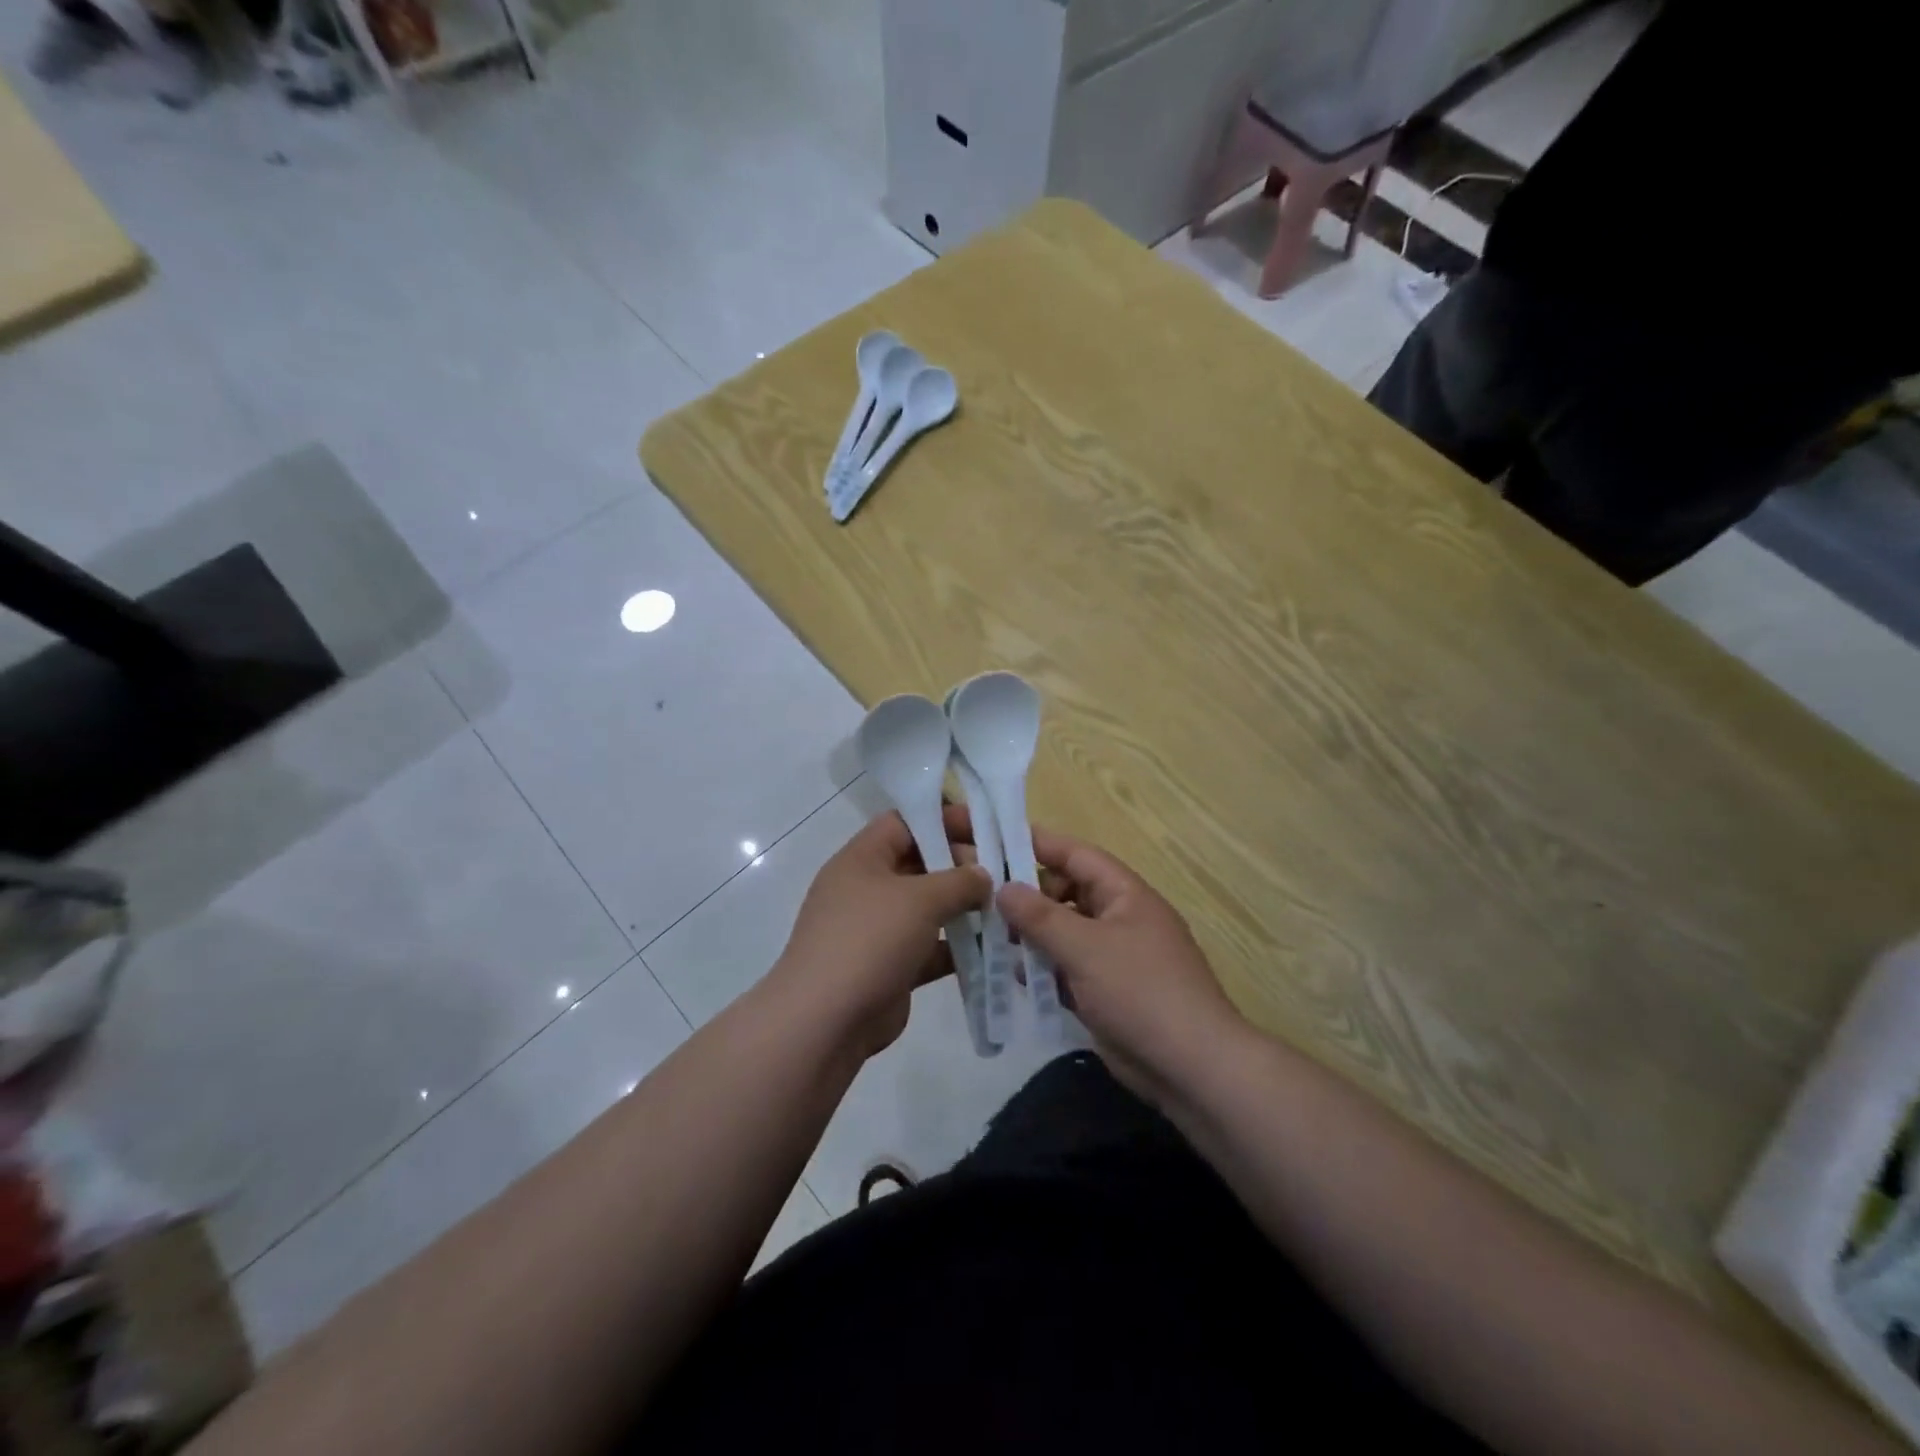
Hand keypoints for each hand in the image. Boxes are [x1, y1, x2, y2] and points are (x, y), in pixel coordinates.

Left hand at [770, 811, 990, 1060]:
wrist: (826, 1022)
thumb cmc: (869, 940)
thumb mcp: (919, 899)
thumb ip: (958, 881)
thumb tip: (982, 875)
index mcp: (862, 859)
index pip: (905, 822)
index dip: (944, 819)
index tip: (985, 827)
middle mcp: (867, 888)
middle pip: (920, 863)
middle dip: (961, 866)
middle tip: (1003, 873)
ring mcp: (878, 930)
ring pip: (928, 909)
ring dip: (964, 909)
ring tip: (1007, 909)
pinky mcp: (891, 967)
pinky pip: (930, 948)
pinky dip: (958, 948)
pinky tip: (995, 949)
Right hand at [990, 818, 1248, 1107]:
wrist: (1191, 1067)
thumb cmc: (1140, 991)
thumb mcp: (1085, 947)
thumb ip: (1040, 916)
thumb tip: (1002, 887)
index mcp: (1124, 894)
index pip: (1076, 855)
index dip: (1037, 843)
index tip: (995, 838)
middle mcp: (1118, 917)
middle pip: (1065, 893)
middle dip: (1026, 895)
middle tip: (981, 900)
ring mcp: (1113, 956)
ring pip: (1063, 933)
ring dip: (1030, 935)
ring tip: (988, 938)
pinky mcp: (1105, 991)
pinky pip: (1067, 968)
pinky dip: (1043, 969)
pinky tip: (1013, 976)